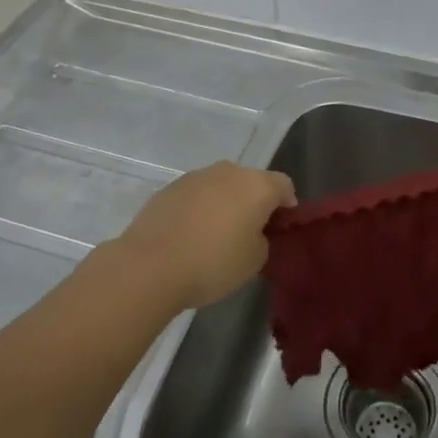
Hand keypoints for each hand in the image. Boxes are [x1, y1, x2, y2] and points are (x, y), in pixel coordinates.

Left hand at [115, 162, 296, 310]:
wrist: (150, 266)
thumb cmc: (213, 263)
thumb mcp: (254, 261)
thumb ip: (262, 240)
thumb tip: (252, 233)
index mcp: (257, 185)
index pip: (284, 186)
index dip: (287, 205)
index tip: (280, 228)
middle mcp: (229, 171)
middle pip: (251, 182)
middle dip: (253, 203)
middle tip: (248, 233)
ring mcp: (196, 176)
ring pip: (221, 186)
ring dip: (224, 203)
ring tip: (214, 236)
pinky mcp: (169, 188)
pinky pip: (195, 195)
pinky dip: (198, 209)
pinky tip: (189, 236)